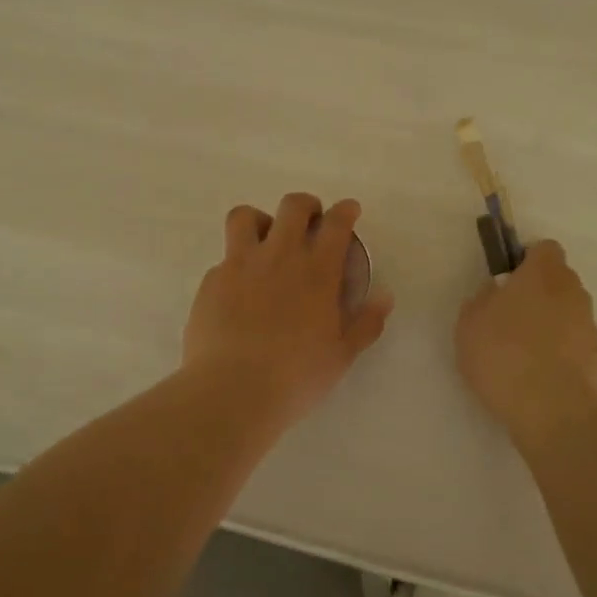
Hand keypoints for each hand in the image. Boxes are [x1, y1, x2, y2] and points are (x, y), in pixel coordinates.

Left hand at [182, 193, 393, 419]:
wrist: (232, 391)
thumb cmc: (296, 376)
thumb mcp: (342, 355)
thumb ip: (366, 322)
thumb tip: (385, 296)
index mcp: (317, 271)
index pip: (336, 223)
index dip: (345, 210)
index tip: (349, 211)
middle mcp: (279, 256)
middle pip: (293, 206)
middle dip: (306, 206)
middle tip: (310, 222)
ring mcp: (240, 264)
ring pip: (245, 216)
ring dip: (260, 221)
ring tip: (265, 242)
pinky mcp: (211, 281)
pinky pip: (224, 258)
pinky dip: (236, 266)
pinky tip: (239, 292)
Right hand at [456, 239, 596, 450]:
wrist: (552, 411)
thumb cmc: (504, 354)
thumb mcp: (470, 322)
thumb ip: (482, 298)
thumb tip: (495, 293)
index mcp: (543, 274)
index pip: (545, 248)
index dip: (527, 259)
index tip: (508, 279)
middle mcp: (572, 292)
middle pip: (558, 279)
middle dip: (539, 291)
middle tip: (510, 315)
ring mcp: (589, 325)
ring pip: (568, 311)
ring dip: (550, 321)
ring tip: (523, 350)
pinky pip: (574, 341)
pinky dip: (560, 349)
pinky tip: (538, 373)